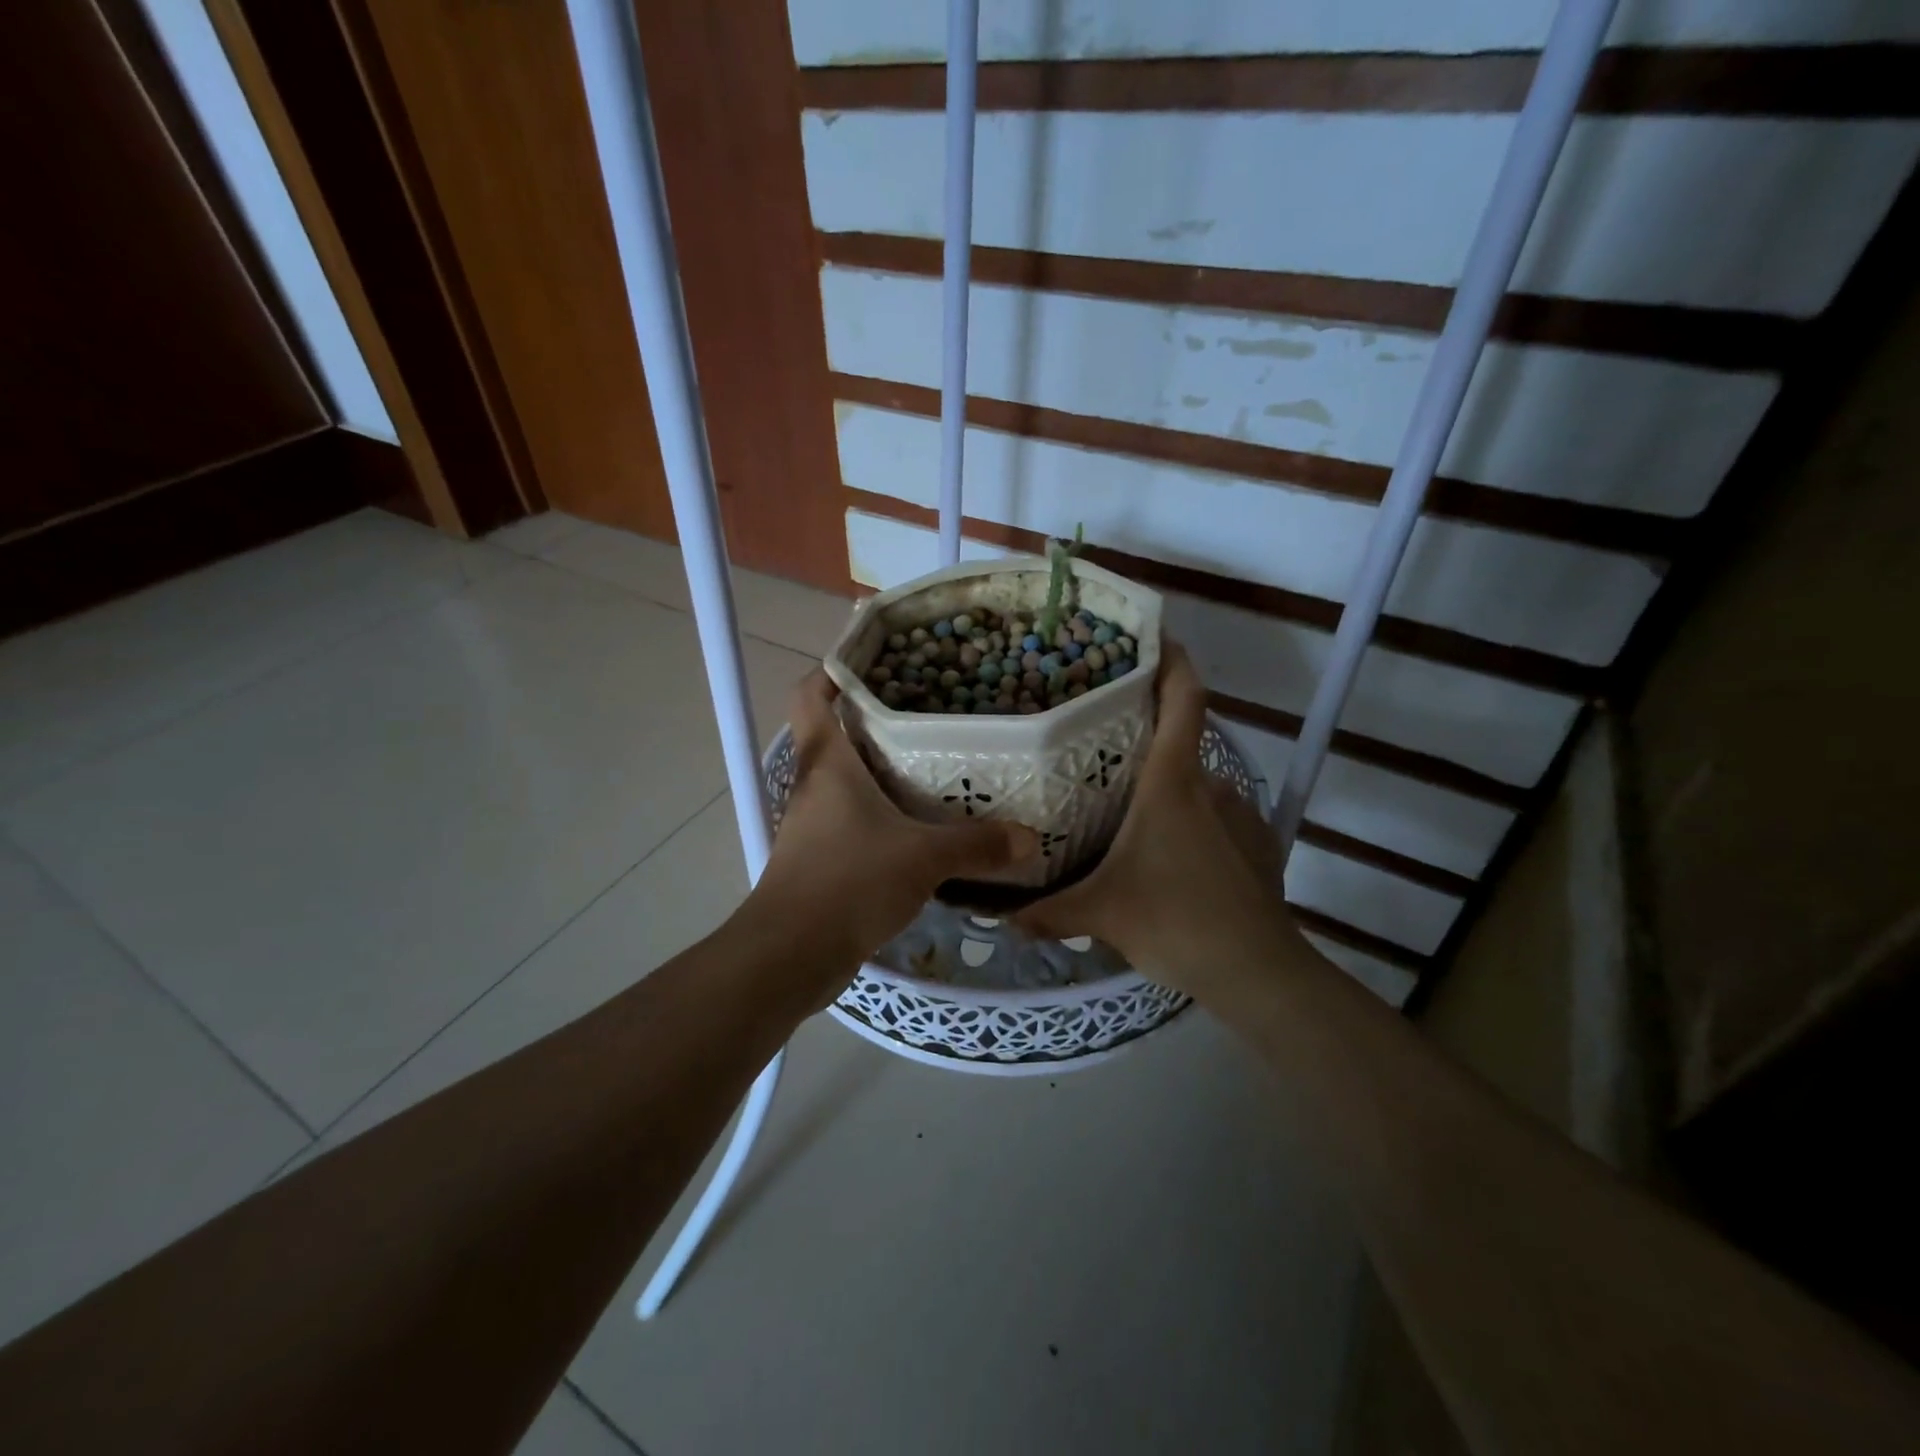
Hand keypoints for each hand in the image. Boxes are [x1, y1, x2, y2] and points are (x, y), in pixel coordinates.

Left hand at [749, 671, 1037, 985]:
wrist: (791, 955)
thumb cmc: (849, 882)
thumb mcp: (923, 858)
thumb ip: (977, 845)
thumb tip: (1029, 838)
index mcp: (828, 763)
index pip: (810, 696)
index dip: (832, 671)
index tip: (873, 661)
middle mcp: (814, 785)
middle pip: (835, 734)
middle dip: (875, 720)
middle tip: (928, 711)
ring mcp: (813, 824)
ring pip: (845, 780)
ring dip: (880, 771)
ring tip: (932, 764)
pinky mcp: (820, 858)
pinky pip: (852, 819)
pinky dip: (880, 814)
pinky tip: (918, 826)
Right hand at [1014, 642, 1303, 995]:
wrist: (1258, 972)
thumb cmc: (1175, 921)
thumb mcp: (1100, 914)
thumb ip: (1047, 911)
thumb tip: (999, 918)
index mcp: (1172, 781)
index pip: (1183, 698)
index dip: (1171, 658)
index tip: (1152, 634)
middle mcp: (1210, 784)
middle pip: (1180, 739)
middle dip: (1144, 737)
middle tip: (1098, 748)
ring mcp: (1240, 813)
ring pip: (1195, 784)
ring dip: (1165, 789)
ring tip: (1126, 812)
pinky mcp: (1257, 843)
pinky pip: (1215, 816)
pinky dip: (1190, 822)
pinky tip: (1167, 857)